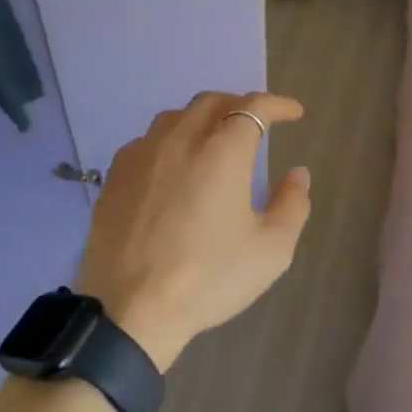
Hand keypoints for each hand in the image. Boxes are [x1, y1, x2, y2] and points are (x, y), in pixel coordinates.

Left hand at [77, 91, 311, 370]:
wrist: (132, 310)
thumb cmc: (209, 278)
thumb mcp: (271, 250)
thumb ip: (292, 204)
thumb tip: (297, 174)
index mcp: (221, 152)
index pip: (253, 108)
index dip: (277, 104)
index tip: (293, 112)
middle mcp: (179, 141)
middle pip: (210, 102)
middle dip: (238, 105)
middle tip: (255, 123)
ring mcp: (141, 155)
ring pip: (174, 117)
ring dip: (201, 119)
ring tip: (213, 140)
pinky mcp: (115, 176)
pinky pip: (146, 142)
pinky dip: (169, 142)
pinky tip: (172, 167)